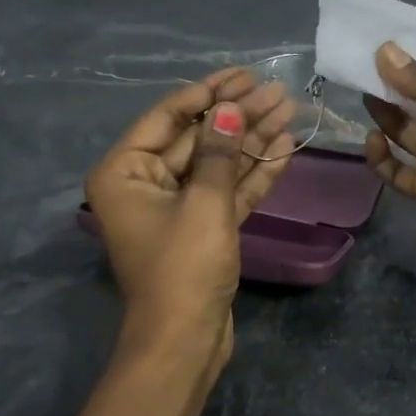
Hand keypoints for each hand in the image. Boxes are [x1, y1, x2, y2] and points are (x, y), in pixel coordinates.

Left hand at [87, 68, 296, 365]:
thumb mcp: (204, 203)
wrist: (184, 341)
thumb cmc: (184, 267)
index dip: (208, 93)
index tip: (243, 74)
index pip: (169, 118)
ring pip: (218, 164)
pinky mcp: (203, 229)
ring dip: (251, 140)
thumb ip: (220, 152)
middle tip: (277, 91)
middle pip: (198, 139)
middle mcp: (146, 183)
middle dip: (238, 116)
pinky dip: (253, 173)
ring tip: (288, 110)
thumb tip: (230, 109)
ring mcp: (177, 208)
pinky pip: (228, 191)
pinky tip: (283, 148)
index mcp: (126, 171)